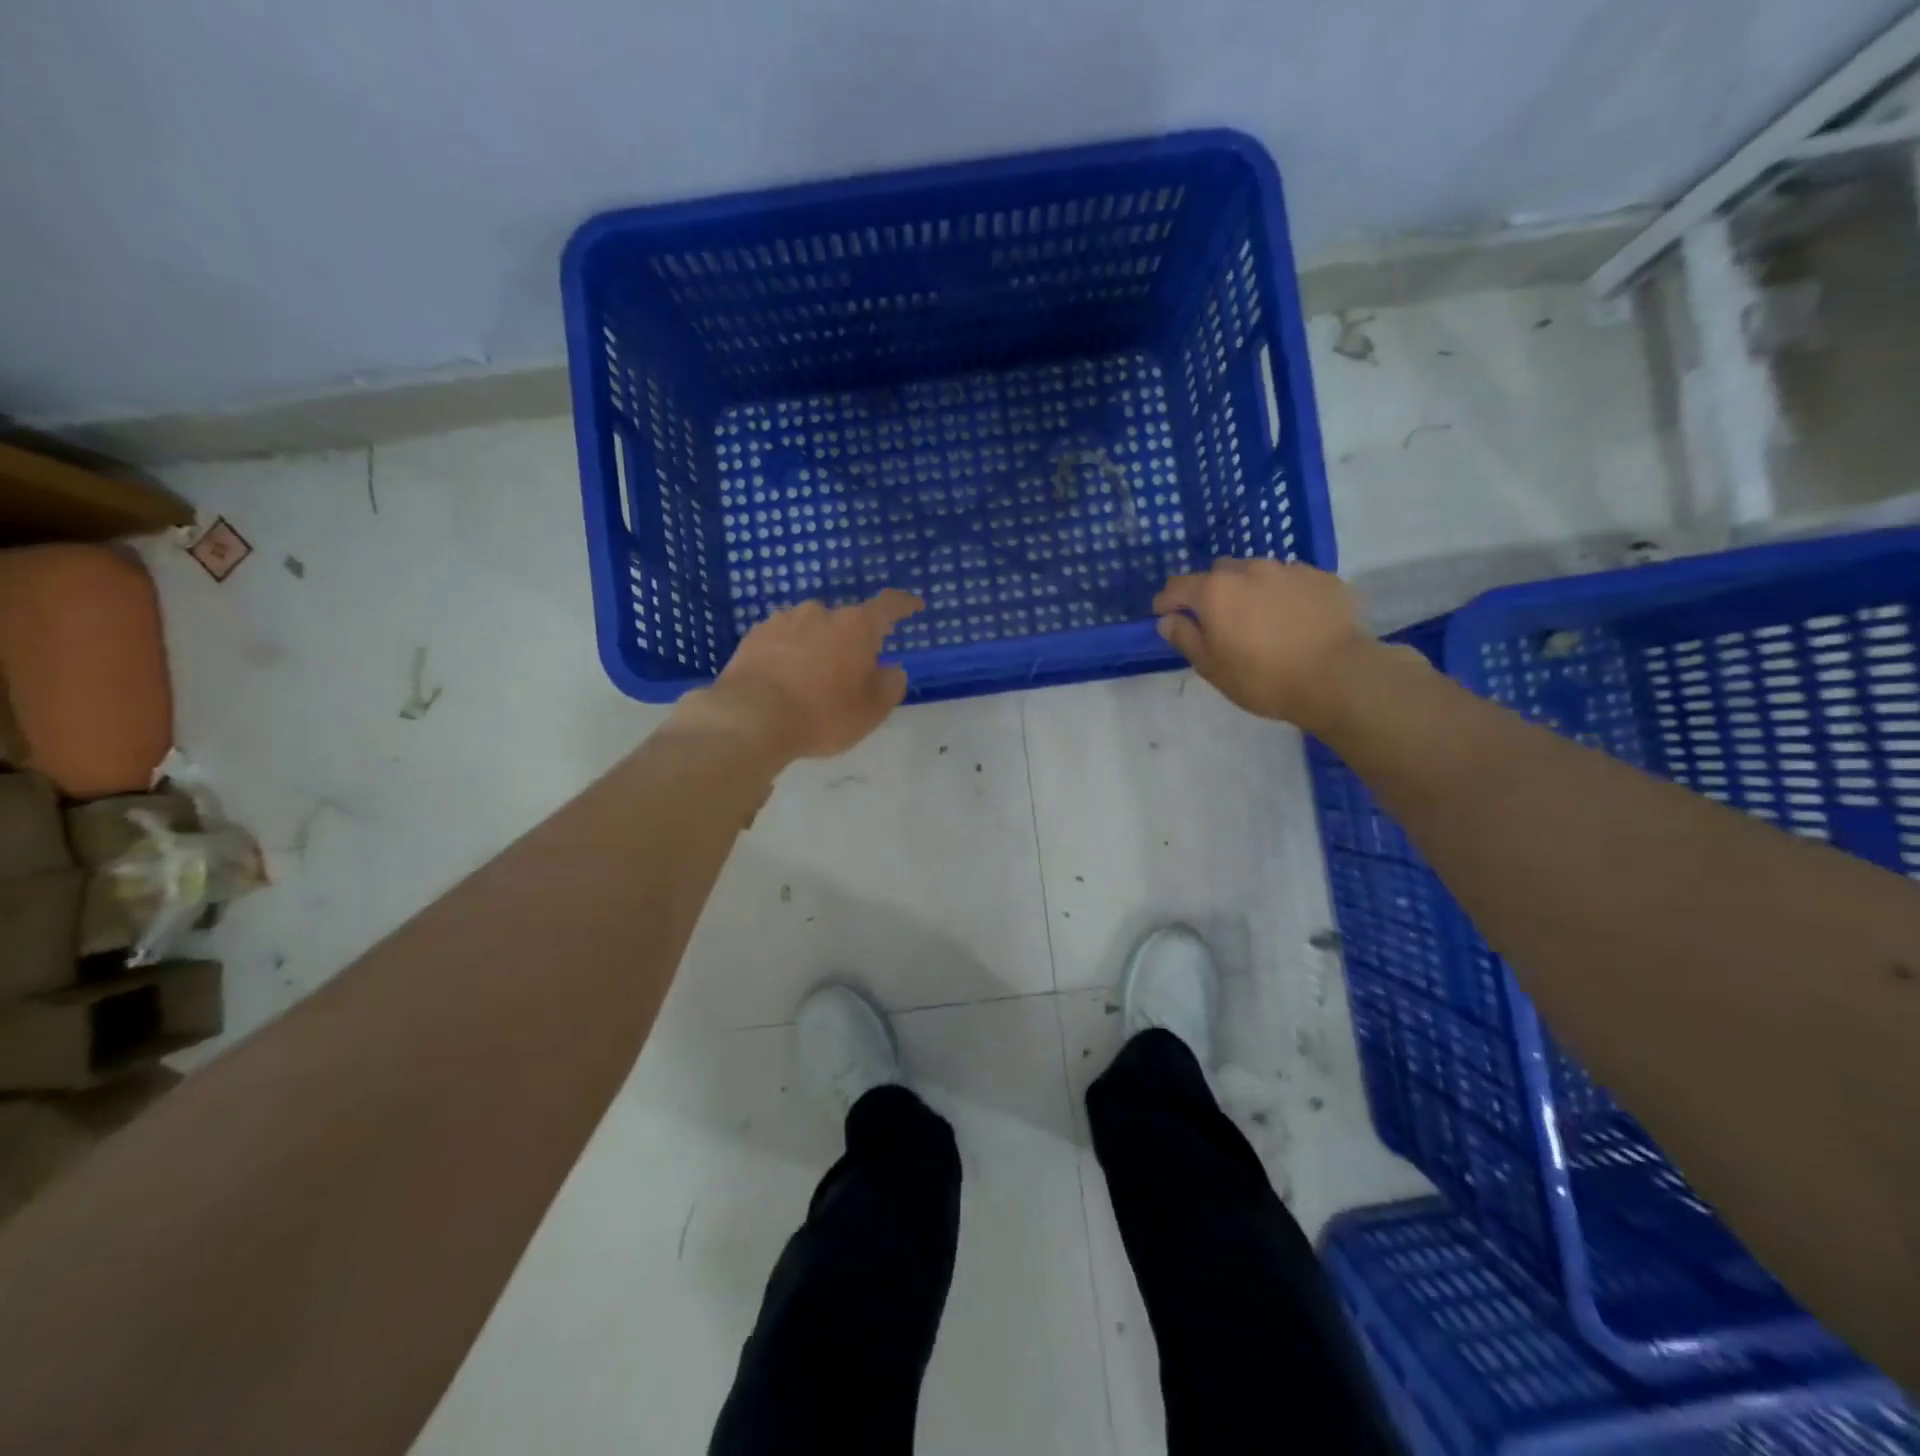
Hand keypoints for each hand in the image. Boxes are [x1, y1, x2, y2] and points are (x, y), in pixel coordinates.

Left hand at [680, 589, 924, 762]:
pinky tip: (783, 682)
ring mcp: (783, 620)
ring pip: (810, 630)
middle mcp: (820, 613)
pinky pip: (782, 642)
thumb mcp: (871, 711)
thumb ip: (890, 685)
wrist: (750, 718)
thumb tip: (891, 669)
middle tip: (851, 675)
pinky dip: (788, 655)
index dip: (904, 605)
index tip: (913, 606)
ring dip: (817, 648)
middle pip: (845, 623)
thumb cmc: (823, 713)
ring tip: (811, 682)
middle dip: (851, 643)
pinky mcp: (753, 636)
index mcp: (856, 626)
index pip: (888, 606)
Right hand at [1153, 559, 1380, 729]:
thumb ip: (1185, 638)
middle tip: (1218, 623)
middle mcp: (1249, 570)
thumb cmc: (1263, 678)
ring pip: (1256, 574)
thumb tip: (1168, 620)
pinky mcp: (1321, 577)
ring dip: (1249, 591)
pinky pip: (1290, 581)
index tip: (1166, 618)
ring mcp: (1288, 569)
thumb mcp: (1212, 668)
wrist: (1338, 676)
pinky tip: (1293, 621)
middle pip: (1218, 574)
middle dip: (1211, 593)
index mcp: (1215, 591)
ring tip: (1260, 621)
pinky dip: (1283, 595)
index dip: (1167, 602)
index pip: (1177, 586)